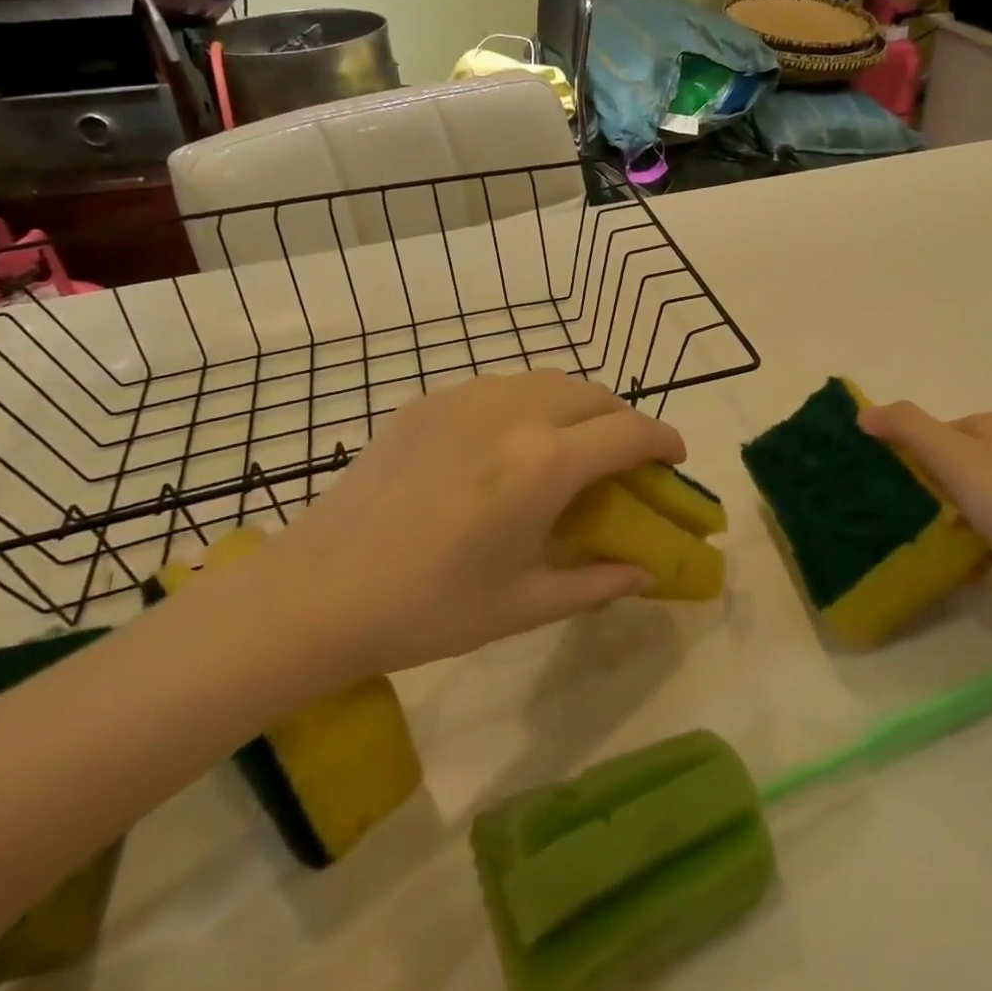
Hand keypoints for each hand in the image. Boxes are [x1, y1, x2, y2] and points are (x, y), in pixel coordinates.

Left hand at [244, 371, 684, 678]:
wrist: (316, 592)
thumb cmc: (428, 609)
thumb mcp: (524, 604)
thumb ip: (597, 582)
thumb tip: (646, 574)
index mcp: (545, 463)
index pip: (630, 432)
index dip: (665, 440)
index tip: (675, 458)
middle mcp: (514, 412)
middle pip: (595, 394)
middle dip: (623, 421)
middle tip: (623, 461)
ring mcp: (467, 398)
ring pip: (549, 381)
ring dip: (578, 408)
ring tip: (571, 449)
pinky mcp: (429, 401)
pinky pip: (502, 387)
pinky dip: (529, 406)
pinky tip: (509, 448)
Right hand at [858, 402, 991, 619]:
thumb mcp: (955, 458)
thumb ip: (907, 427)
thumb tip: (864, 412)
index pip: (932, 430)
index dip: (906, 454)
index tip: (888, 488)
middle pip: (950, 461)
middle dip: (925, 485)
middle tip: (902, 515)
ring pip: (970, 494)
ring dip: (947, 513)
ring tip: (927, 539)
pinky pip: (991, 522)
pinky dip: (973, 535)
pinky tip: (962, 557)